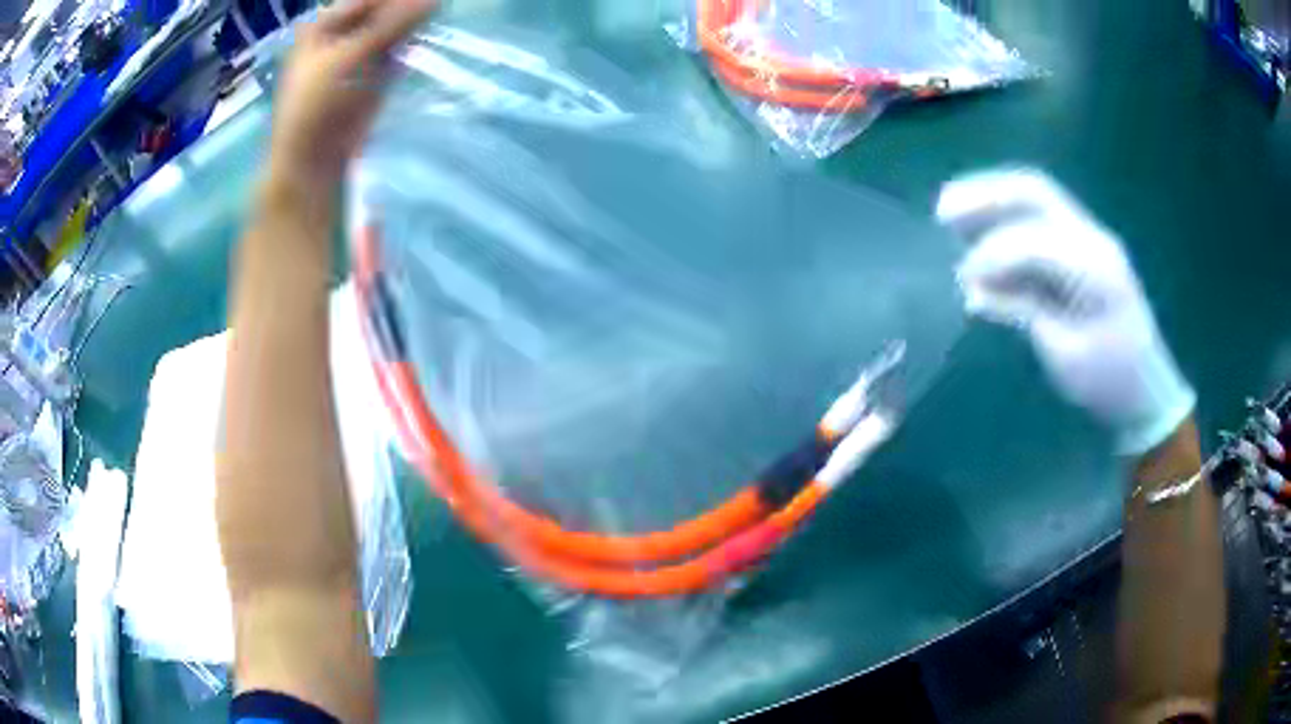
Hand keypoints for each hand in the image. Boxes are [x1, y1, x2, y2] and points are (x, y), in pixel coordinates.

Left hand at [268, 0, 435, 193]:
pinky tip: (425, 40)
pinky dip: (410, 44)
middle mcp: (340, 33)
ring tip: (432, 22)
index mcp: (325, 23)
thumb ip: (395, 22)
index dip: (399, 0)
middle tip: (435, 9)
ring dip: (412, 25)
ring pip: (391, 28)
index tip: (434, 2)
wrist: (313, 161)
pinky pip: (396, 49)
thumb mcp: (355, 55)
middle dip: (407, 9)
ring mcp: (356, 54)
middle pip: (382, 11)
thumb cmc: (320, 104)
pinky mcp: (370, 75)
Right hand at [937, 169, 1195, 454]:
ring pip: (1036, 195)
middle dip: (986, 196)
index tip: (962, 280)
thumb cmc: (1108, 382)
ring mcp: (1091, 237)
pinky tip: (984, 228)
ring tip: (952, 210)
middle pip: (1034, 192)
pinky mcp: (1086, 247)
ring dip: (993, 197)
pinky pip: (1042, 216)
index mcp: (1094, 267)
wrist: (1148, 391)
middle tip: (943, 211)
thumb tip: (974, 290)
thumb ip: (1023, 311)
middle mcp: (1093, 238)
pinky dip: (1008, 216)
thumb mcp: (1065, 356)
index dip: (992, 254)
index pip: (1033, 240)